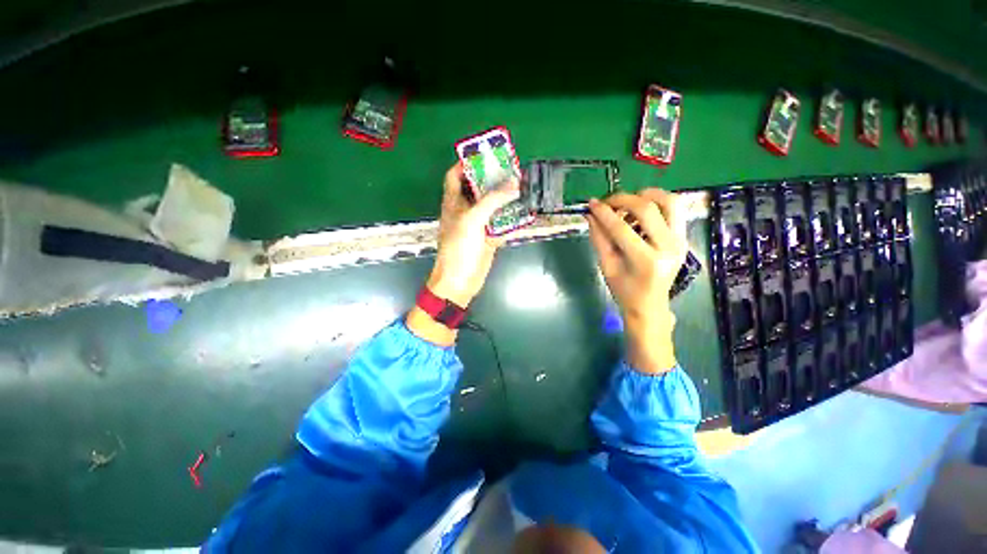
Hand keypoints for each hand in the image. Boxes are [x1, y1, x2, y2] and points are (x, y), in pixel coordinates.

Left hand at [407, 163, 519, 345]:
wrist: (460, 281)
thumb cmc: (459, 248)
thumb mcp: (472, 219)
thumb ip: (492, 200)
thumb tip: (514, 183)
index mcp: (454, 202)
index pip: (455, 175)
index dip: (466, 163)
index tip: (485, 155)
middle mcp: (465, 210)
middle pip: (478, 188)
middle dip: (493, 178)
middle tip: (512, 168)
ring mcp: (478, 225)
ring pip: (492, 206)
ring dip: (505, 198)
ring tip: (522, 185)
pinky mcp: (489, 237)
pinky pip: (501, 223)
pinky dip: (511, 218)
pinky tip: (524, 210)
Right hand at [586, 189, 687, 373]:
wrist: (649, 304)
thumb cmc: (624, 290)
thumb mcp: (606, 266)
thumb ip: (599, 238)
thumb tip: (591, 214)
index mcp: (646, 261)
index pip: (622, 228)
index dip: (604, 213)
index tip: (591, 204)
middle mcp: (669, 247)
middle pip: (647, 209)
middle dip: (623, 200)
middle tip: (607, 202)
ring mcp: (681, 241)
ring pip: (669, 201)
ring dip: (645, 195)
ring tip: (626, 202)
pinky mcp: (684, 237)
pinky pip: (675, 209)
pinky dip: (657, 202)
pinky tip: (640, 210)